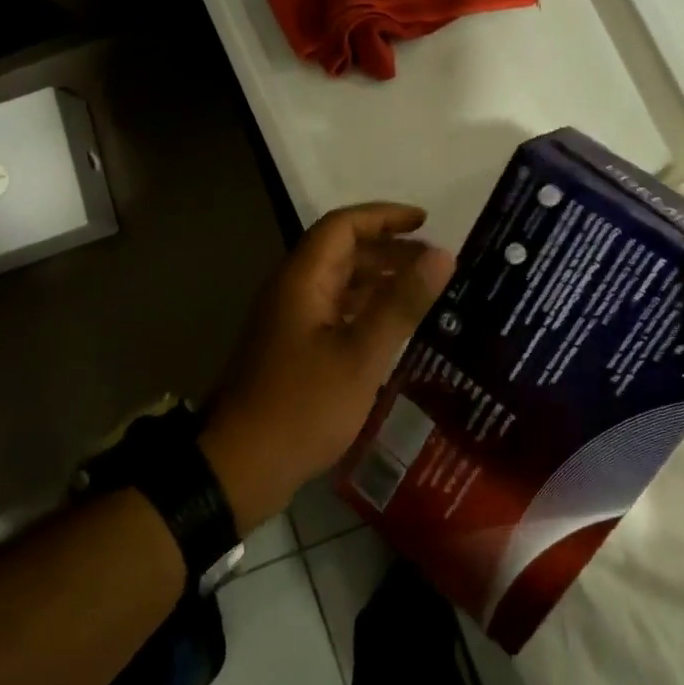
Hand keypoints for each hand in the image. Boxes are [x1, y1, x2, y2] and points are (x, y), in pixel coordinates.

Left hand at [200, 203, 454, 531]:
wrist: (240, 468)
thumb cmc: (303, 406)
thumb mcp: (361, 354)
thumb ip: (402, 302)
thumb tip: (443, 254)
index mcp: (302, 279)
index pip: (343, 225)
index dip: (385, 217)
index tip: (426, 222)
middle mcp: (293, 290)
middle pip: (341, 251)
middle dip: (388, 249)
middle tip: (434, 261)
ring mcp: (290, 321)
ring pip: (339, 283)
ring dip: (379, 279)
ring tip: (423, 291)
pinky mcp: (293, 349)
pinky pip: (335, 312)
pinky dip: (366, 309)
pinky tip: (395, 328)